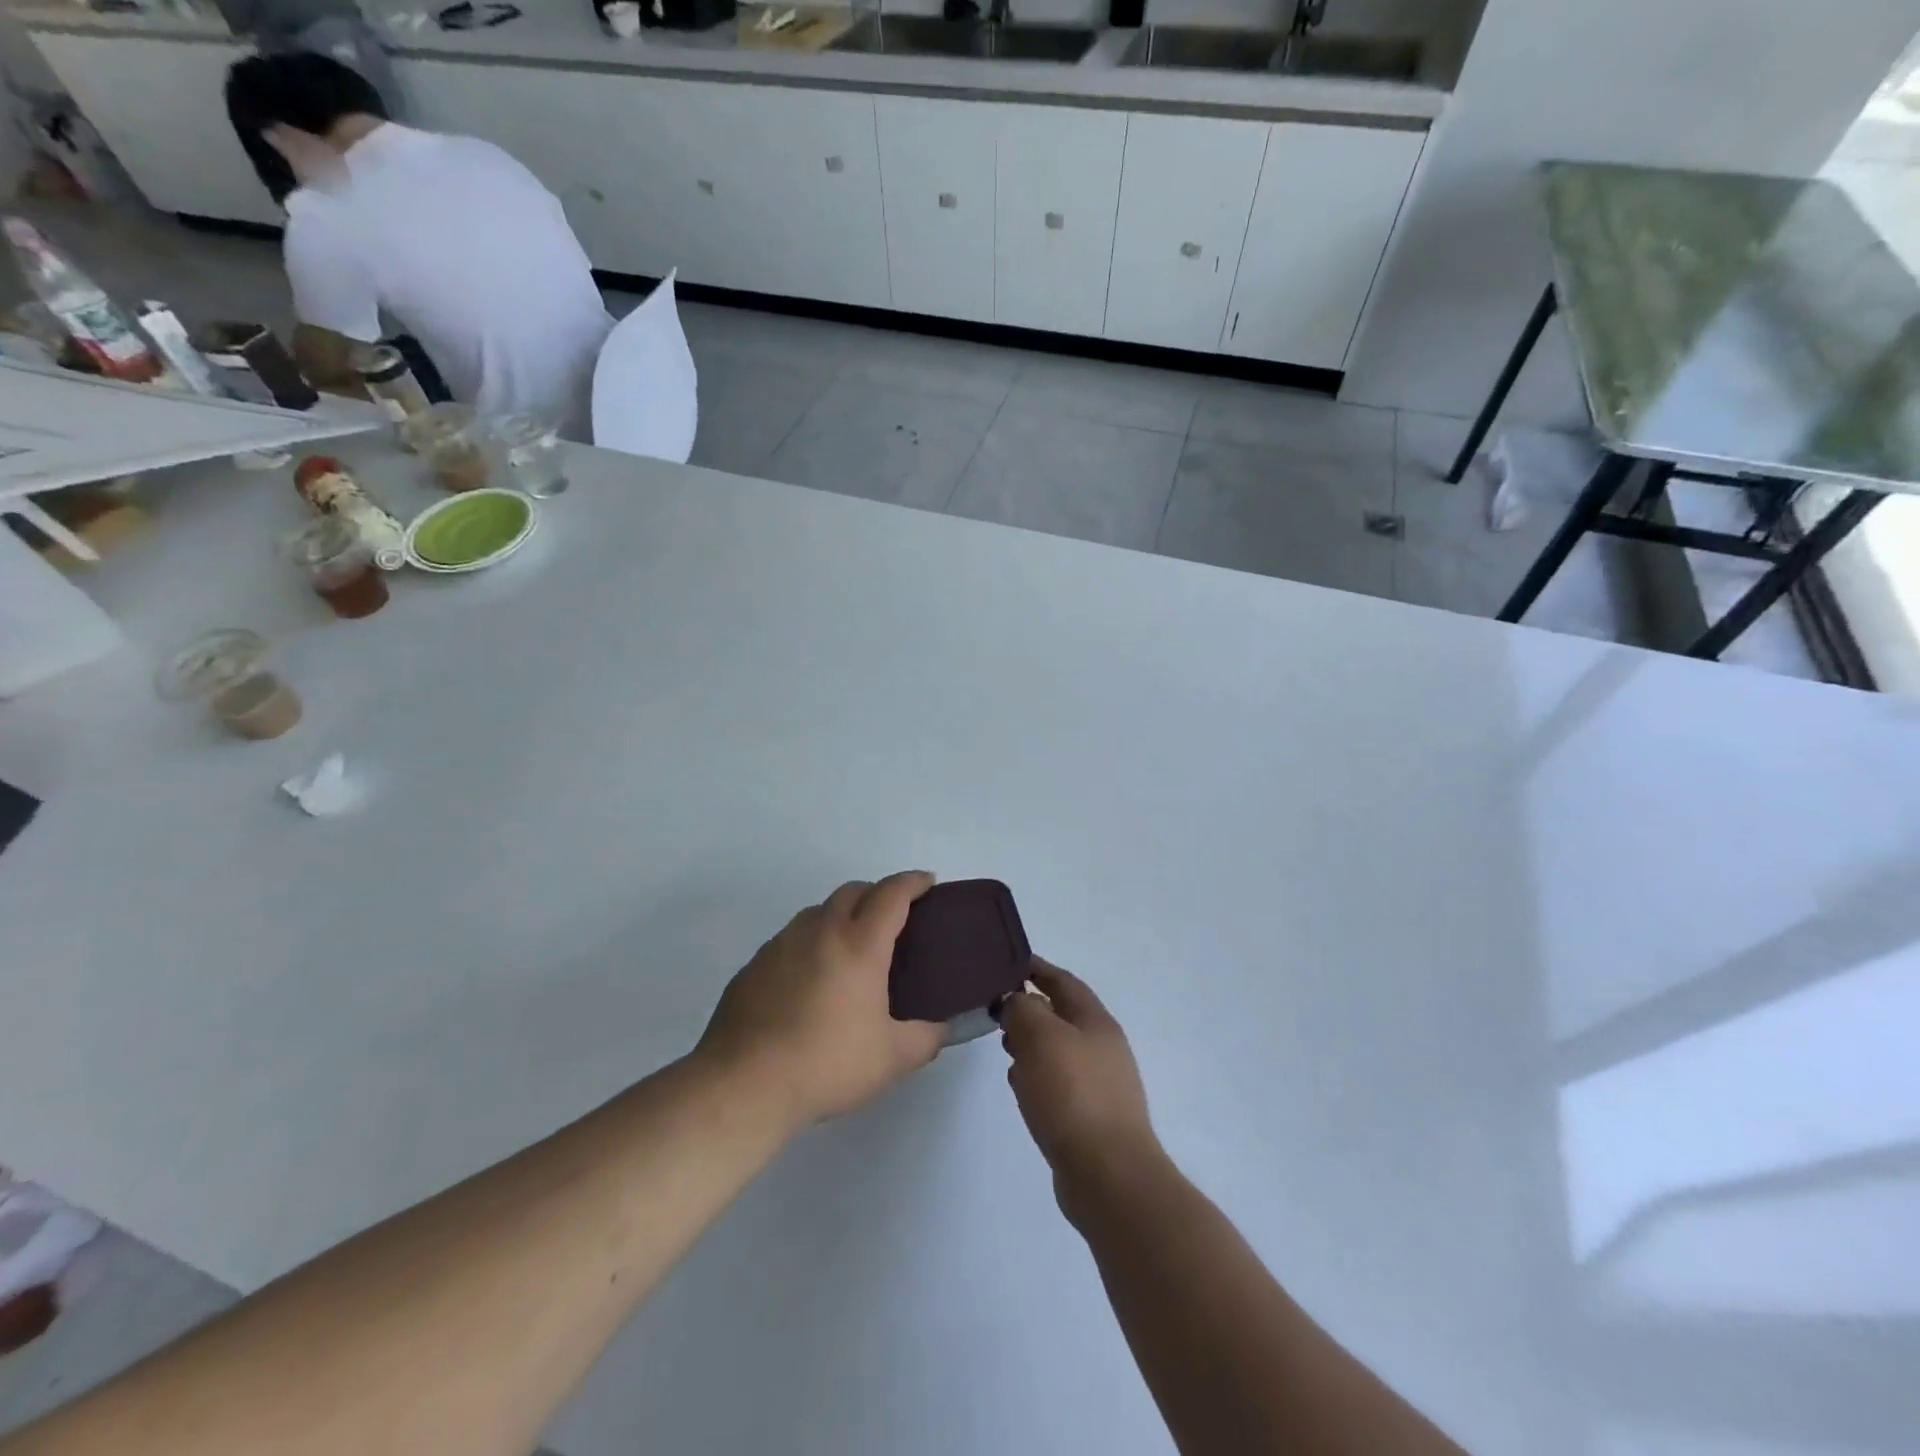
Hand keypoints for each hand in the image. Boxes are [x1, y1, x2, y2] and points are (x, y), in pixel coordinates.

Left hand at [697, 872, 944, 1126]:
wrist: (744, 1084)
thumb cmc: (827, 1064)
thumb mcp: (892, 1059)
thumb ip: (926, 1039)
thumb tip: (941, 1029)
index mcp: (859, 945)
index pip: (891, 895)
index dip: (913, 882)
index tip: (927, 881)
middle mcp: (820, 932)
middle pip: (852, 891)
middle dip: (876, 893)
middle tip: (892, 917)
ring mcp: (781, 945)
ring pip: (817, 912)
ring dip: (840, 916)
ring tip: (850, 949)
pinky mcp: (753, 966)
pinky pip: (789, 940)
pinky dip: (809, 944)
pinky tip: (809, 980)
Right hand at [1000, 961, 1162, 1212]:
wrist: (1108, 1176)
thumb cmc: (1073, 1095)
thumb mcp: (1041, 1037)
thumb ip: (1023, 1009)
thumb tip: (1016, 1001)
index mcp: (1096, 1021)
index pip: (1063, 981)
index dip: (1037, 968)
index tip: (1007, 962)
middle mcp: (1102, 1048)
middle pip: (1061, 1016)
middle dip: (1029, 1009)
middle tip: (996, 1010)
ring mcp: (1099, 1085)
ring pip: (1057, 1051)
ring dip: (1031, 1045)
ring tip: (1004, 1048)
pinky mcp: (1089, 1118)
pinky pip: (1057, 1084)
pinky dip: (1036, 1077)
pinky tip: (1019, 1088)